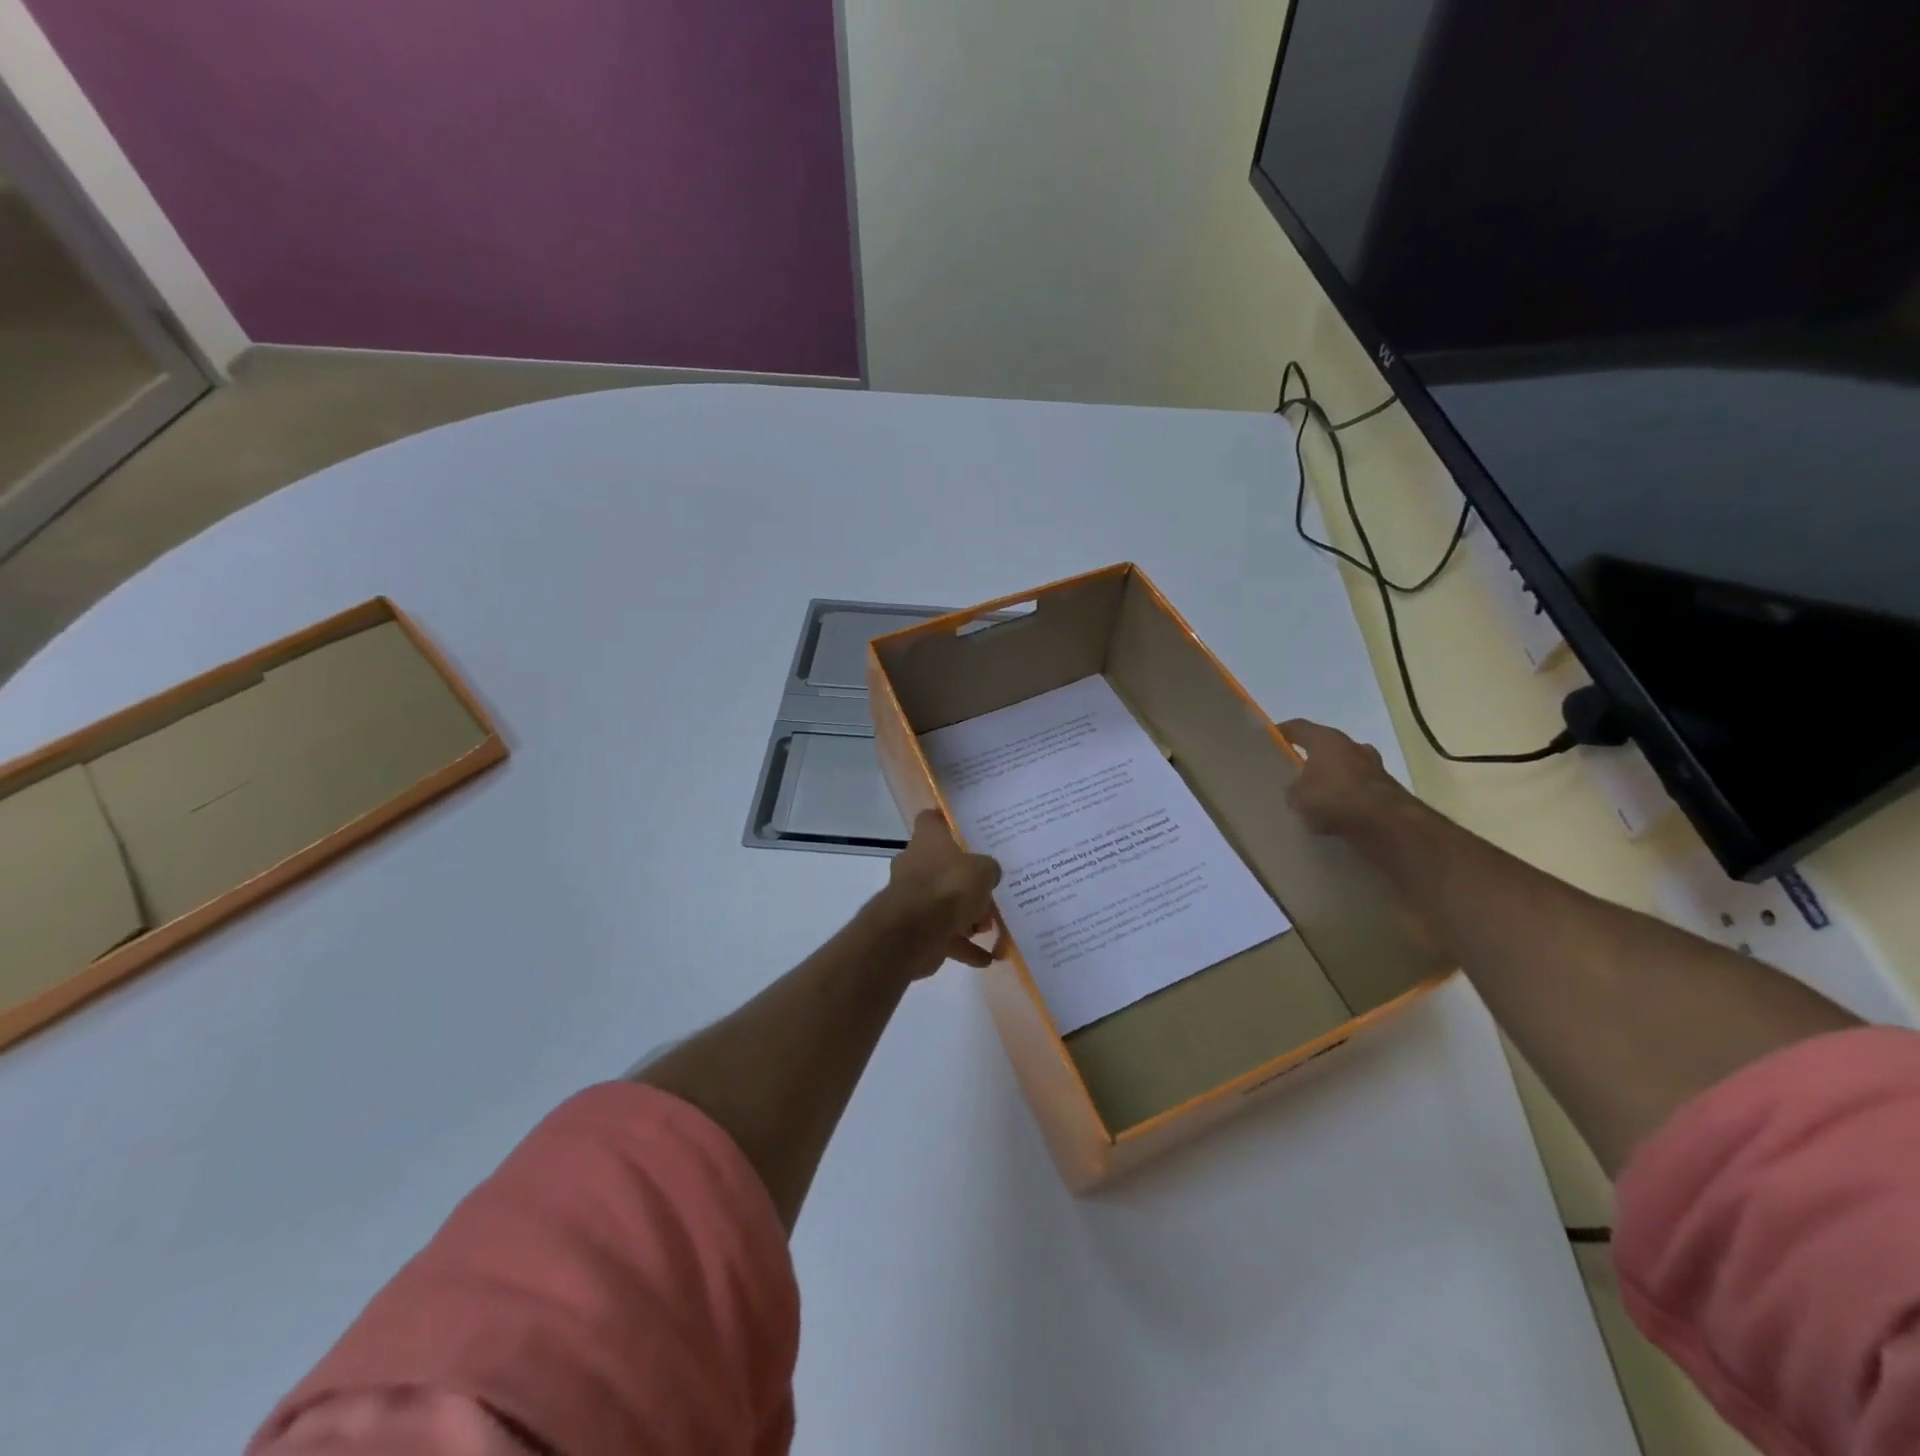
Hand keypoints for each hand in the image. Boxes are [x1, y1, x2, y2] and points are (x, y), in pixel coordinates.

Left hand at [879, 811, 1002, 973]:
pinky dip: (964, 947)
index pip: (931, 820)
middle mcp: (916, 865)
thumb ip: (988, 869)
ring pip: (944, 903)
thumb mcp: (982, 870)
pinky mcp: (916, 929)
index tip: (964, 827)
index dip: (945, 820)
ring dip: (967, 916)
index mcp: (928, 841)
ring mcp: (913, 898)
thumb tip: (988, 874)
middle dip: (966, 881)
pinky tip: (987, 958)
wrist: (914, 932)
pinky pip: (945, 936)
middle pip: (942, 866)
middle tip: (990, 889)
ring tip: (990, 927)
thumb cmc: (949, 887)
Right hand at [1279, 719, 1415, 835]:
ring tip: (1315, 799)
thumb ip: (1292, 789)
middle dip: (1311, 759)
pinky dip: (1346, 799)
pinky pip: (1357, 791)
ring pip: (1344, 769)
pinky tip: (1334, 816)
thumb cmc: (1334, 797)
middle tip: (1294, 774)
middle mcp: (1352, 746)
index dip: (1282, 732)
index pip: (1298, 727)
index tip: (1269, 740)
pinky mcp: (1386, 791)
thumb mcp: (1296, 795)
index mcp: (1327, 739)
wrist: (1386, 823)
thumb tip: (1296, 790)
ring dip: (1331, 780)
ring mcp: (1373, 767)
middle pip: (1325, 747)